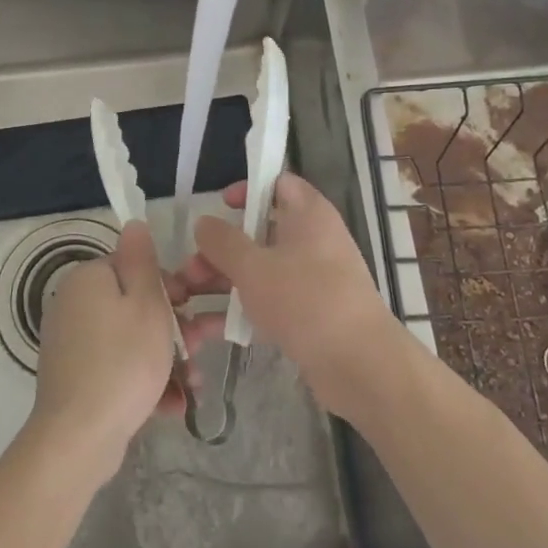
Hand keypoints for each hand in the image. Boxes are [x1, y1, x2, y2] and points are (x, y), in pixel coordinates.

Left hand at [29, 221, 213, 485]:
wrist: (79, 438)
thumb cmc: (123, 362)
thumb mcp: (146, 304)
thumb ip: (143, 261)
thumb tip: (133, 223)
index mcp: (89, 278)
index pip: (135, 267)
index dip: (170, 286)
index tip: (193, 308)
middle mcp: (74, 304)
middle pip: (135, 305)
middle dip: (174, 328)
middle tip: (201, 348)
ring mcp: (72, 343)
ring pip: (130, 340)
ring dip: (166, 359)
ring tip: (193, 385)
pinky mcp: (75, 377)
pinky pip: (116, 367)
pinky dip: (143, 381)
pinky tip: (170, 405)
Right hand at [181, 173, 401, 418]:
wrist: (359, 364)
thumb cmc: (306, 300)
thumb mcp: (254, 267)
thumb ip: (223, 242)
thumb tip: (203, 223)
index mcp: (309, 214)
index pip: (278, 183)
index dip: (249, 187)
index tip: (220, 205)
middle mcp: (314, 240)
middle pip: (262, 231)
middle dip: (222, 248)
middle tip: (191, 267)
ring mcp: (315, 277)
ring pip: (262, 268)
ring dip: (225, 280)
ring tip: (188, 298)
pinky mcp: (312, 312)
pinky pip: (271, 300)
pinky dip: (243, 308)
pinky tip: (210, 328)